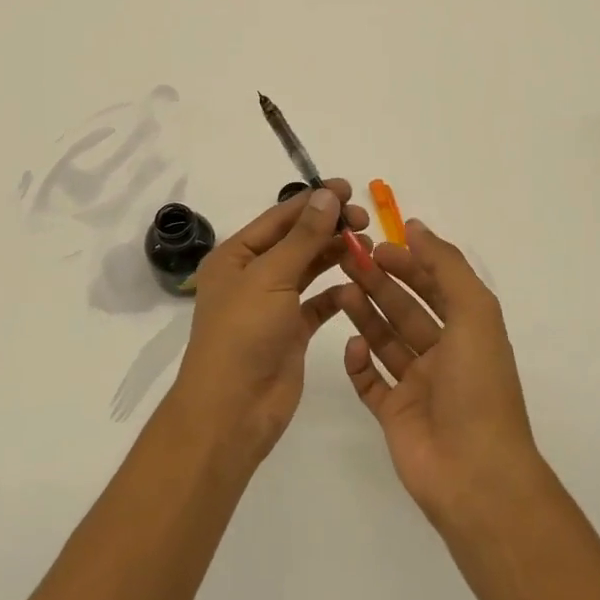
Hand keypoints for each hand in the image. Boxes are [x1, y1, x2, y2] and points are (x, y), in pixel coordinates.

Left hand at [171, 182, 370, 462]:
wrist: (232, 410)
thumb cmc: (243, 334)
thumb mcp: (270, 277)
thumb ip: (303, 237)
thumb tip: (326, 195)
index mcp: (236, 256)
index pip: (279, 217)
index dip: (313, 201)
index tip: (349, 189)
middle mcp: (252, 275)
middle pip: (296, 240)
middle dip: (328, 227)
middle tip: (364, 221)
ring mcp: (272, 305)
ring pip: (308, 269)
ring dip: (335, 255)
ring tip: (368, 247)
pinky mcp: (291, 332)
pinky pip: (317, 304)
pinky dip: (336, 293)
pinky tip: (356, 285)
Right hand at [336, 219, 541, 522]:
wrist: (474, 474)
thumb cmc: (478, 386)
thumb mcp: (474, 313)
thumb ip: (446, 265)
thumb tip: (416, 227)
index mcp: (468, 330)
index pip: (434, 285)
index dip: (408, 262)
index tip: (376, 245)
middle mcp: (443, 355)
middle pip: (405, 309)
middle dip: (379, 283)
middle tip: (347, 260)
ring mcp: (418, 386)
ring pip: (386, 340)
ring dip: (365, 314)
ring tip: (339, 291)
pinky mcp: (394, 414)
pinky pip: (370, 381)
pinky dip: (359, 362)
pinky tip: (351, 346)